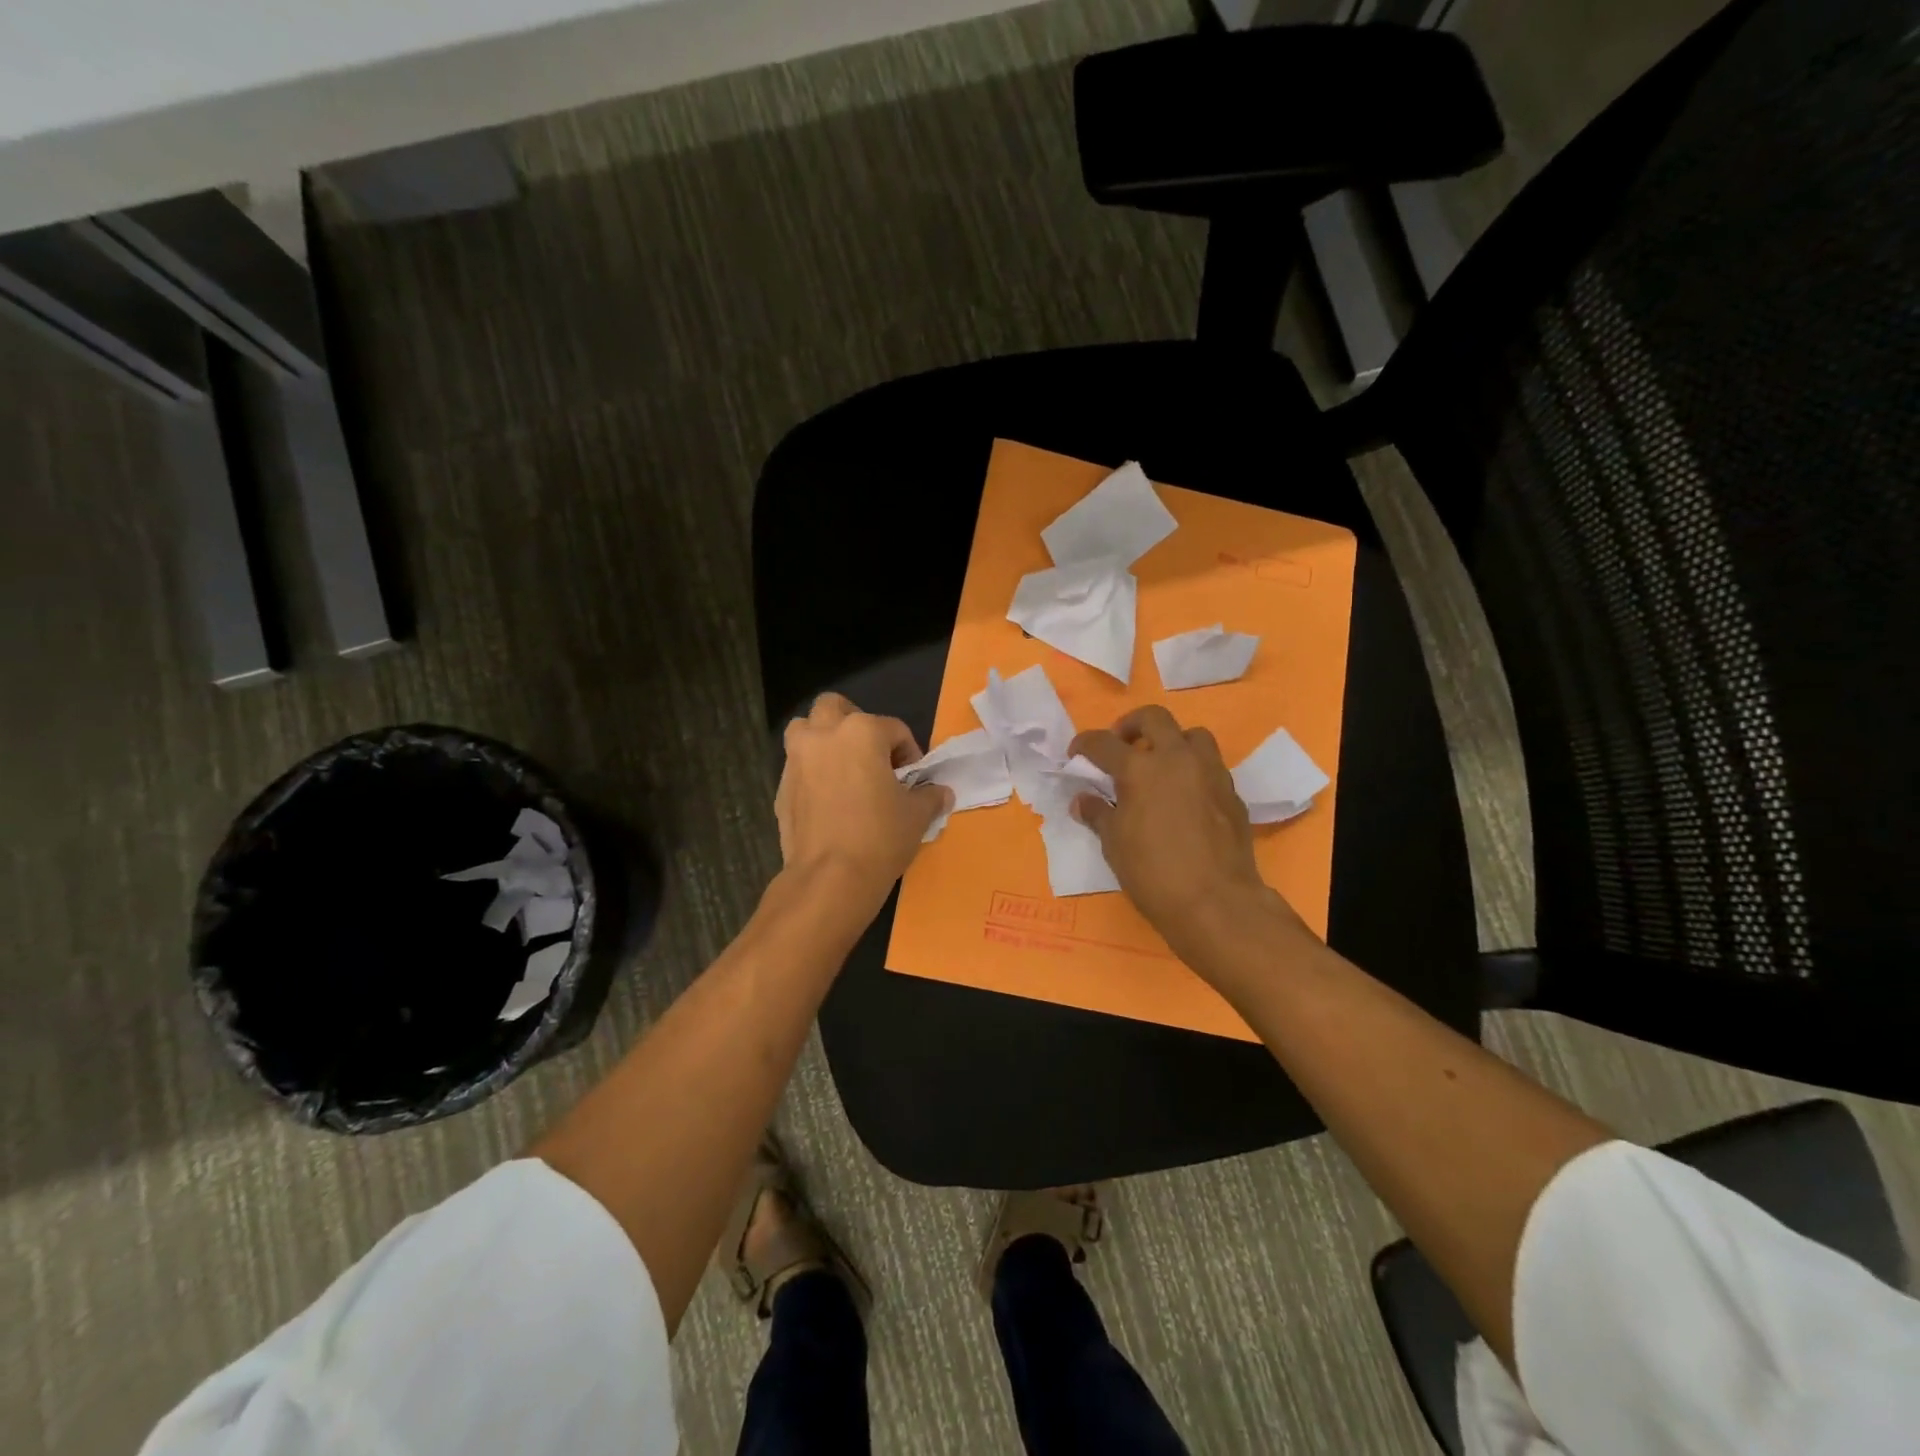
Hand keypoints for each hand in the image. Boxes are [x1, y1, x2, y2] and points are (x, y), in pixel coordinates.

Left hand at [776, 693, 950, 897]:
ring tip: (843, 769)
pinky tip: (827, 801)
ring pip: (805, 730)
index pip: (894, 729)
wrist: (829, 878)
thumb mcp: (917, 815)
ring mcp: (796, 760)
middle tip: (871, 755)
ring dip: (822, 739)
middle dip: (854, 723)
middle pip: (835, 708)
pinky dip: (811, 773)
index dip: (909, 752)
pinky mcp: (780, 788)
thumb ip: (930, 796)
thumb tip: (941, 793)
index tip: (913, 779)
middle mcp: (824, 735)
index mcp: (862, 732)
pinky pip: (797, 767)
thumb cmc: (880, 837)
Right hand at [1071, 706, 1305, 961]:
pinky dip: (1193, 770)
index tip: (1076, 754)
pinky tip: (1184, 796)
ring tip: (1160, 765)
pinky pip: (1211, 767)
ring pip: (1192, 735)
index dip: (1085, 744)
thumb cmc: (1153, 874)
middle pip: (1154, 718)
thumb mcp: (1114, 845)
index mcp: (1140, 769)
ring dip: (1172, 742)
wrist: (1216, 902)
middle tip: (1121, 745)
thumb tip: (1084, 800)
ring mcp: (1210, 773)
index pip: (1103, 743)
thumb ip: (1098, 814)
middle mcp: (1177, 759)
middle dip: (1131, 725)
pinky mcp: (1232, 793)